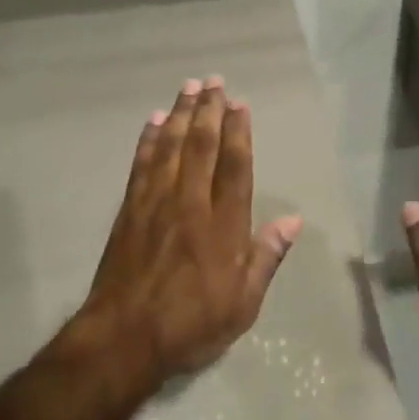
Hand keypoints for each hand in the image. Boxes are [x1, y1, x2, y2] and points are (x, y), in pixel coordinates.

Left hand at [76, 78, 301, 386]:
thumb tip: (294, 220)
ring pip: (170, 147)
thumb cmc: (191, 325)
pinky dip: (148, 139)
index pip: (235, 166)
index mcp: (223, 225)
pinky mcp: (130, 209)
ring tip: (188, 87)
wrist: (124, 338)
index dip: (238, 132)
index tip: (239, 104)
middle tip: (213, 81)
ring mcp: (156, 203)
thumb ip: (266, 257)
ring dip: (179, 114)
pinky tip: (153, 121)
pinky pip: (141, 164)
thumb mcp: (243, 304)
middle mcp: (191, 203)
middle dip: (208, 110)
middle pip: (201, 145)